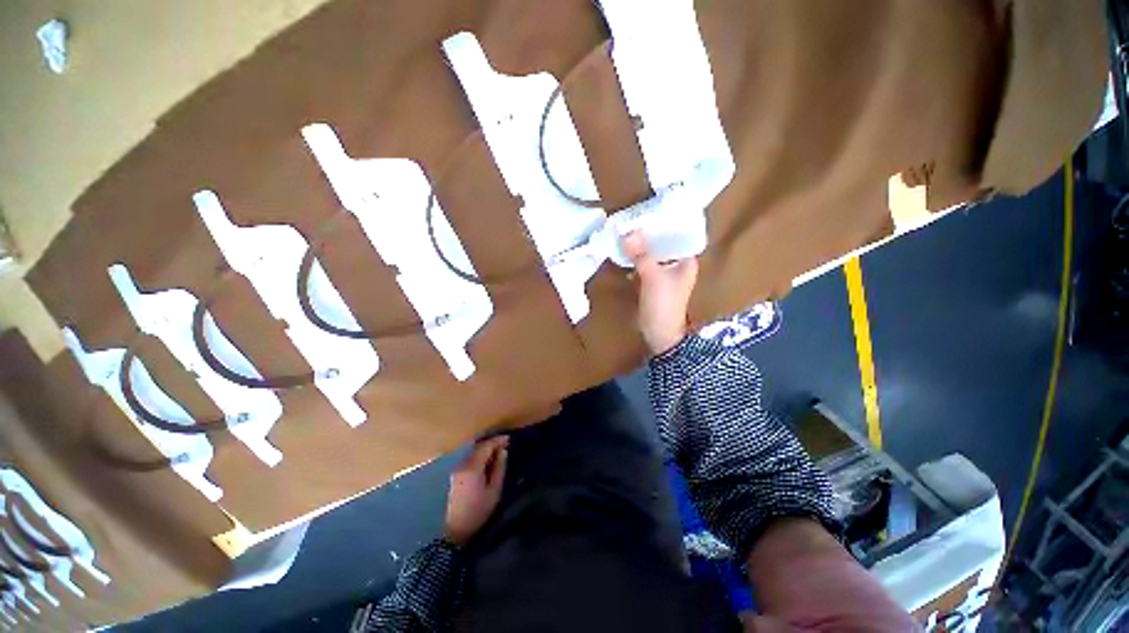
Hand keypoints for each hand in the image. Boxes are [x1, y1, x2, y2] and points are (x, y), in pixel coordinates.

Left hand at [444, 435, 508, 544]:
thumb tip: (503, 451)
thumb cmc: (479, 511)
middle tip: (505, 443)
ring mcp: (458, 469)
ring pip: (473, 452)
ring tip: (499, 450)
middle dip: (492, 443)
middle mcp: (463, 465)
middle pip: (478, 447)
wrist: (458, 530)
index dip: (497, 441)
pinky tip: (488, 459)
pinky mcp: (456, 474)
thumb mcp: (494, 490)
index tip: (509, 439)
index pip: (485, 446)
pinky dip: (480, 455)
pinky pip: (470, 458)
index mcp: (472, 468)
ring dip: (486, 448)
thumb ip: (499, 468)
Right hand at [623, 231, 698, 354]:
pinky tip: (624, 251)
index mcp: (686, 260)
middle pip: (663, 243)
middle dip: (647, 234)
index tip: (647, 211)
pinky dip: (635, 259)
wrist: (660, 334)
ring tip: (625, 232)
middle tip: (631, 219)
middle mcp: (678, 264)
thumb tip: (627, 232)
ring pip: (652, 253)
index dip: (663, 223)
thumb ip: (641, 254)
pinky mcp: (653, 282)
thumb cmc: (663, 304)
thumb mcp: (653, 277)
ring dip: (640, 246)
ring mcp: (665, 273)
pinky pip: (644, 264)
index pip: (677, 234)